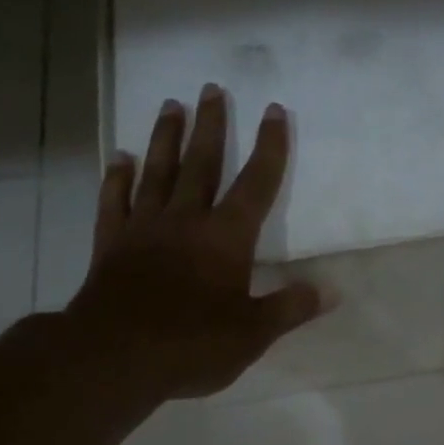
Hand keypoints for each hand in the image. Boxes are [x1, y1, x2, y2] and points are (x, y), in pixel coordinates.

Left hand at [67, 86, 328, 400]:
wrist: (116, 356)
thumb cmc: (193, 345)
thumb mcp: (253, 334)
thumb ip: (290, 308)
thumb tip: (332, 291)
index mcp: (226, 238)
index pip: (255, 185)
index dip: (269, 148)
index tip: (274, 111)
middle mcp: (186, 221)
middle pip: (201, 164)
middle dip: (211, 126)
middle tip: (212, 88)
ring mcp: (144, 229)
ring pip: (157, 172)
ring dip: (165, 137)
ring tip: (170, 105)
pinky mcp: (111, 244)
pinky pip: (114, 201)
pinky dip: (117, 178)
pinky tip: (119, 158)